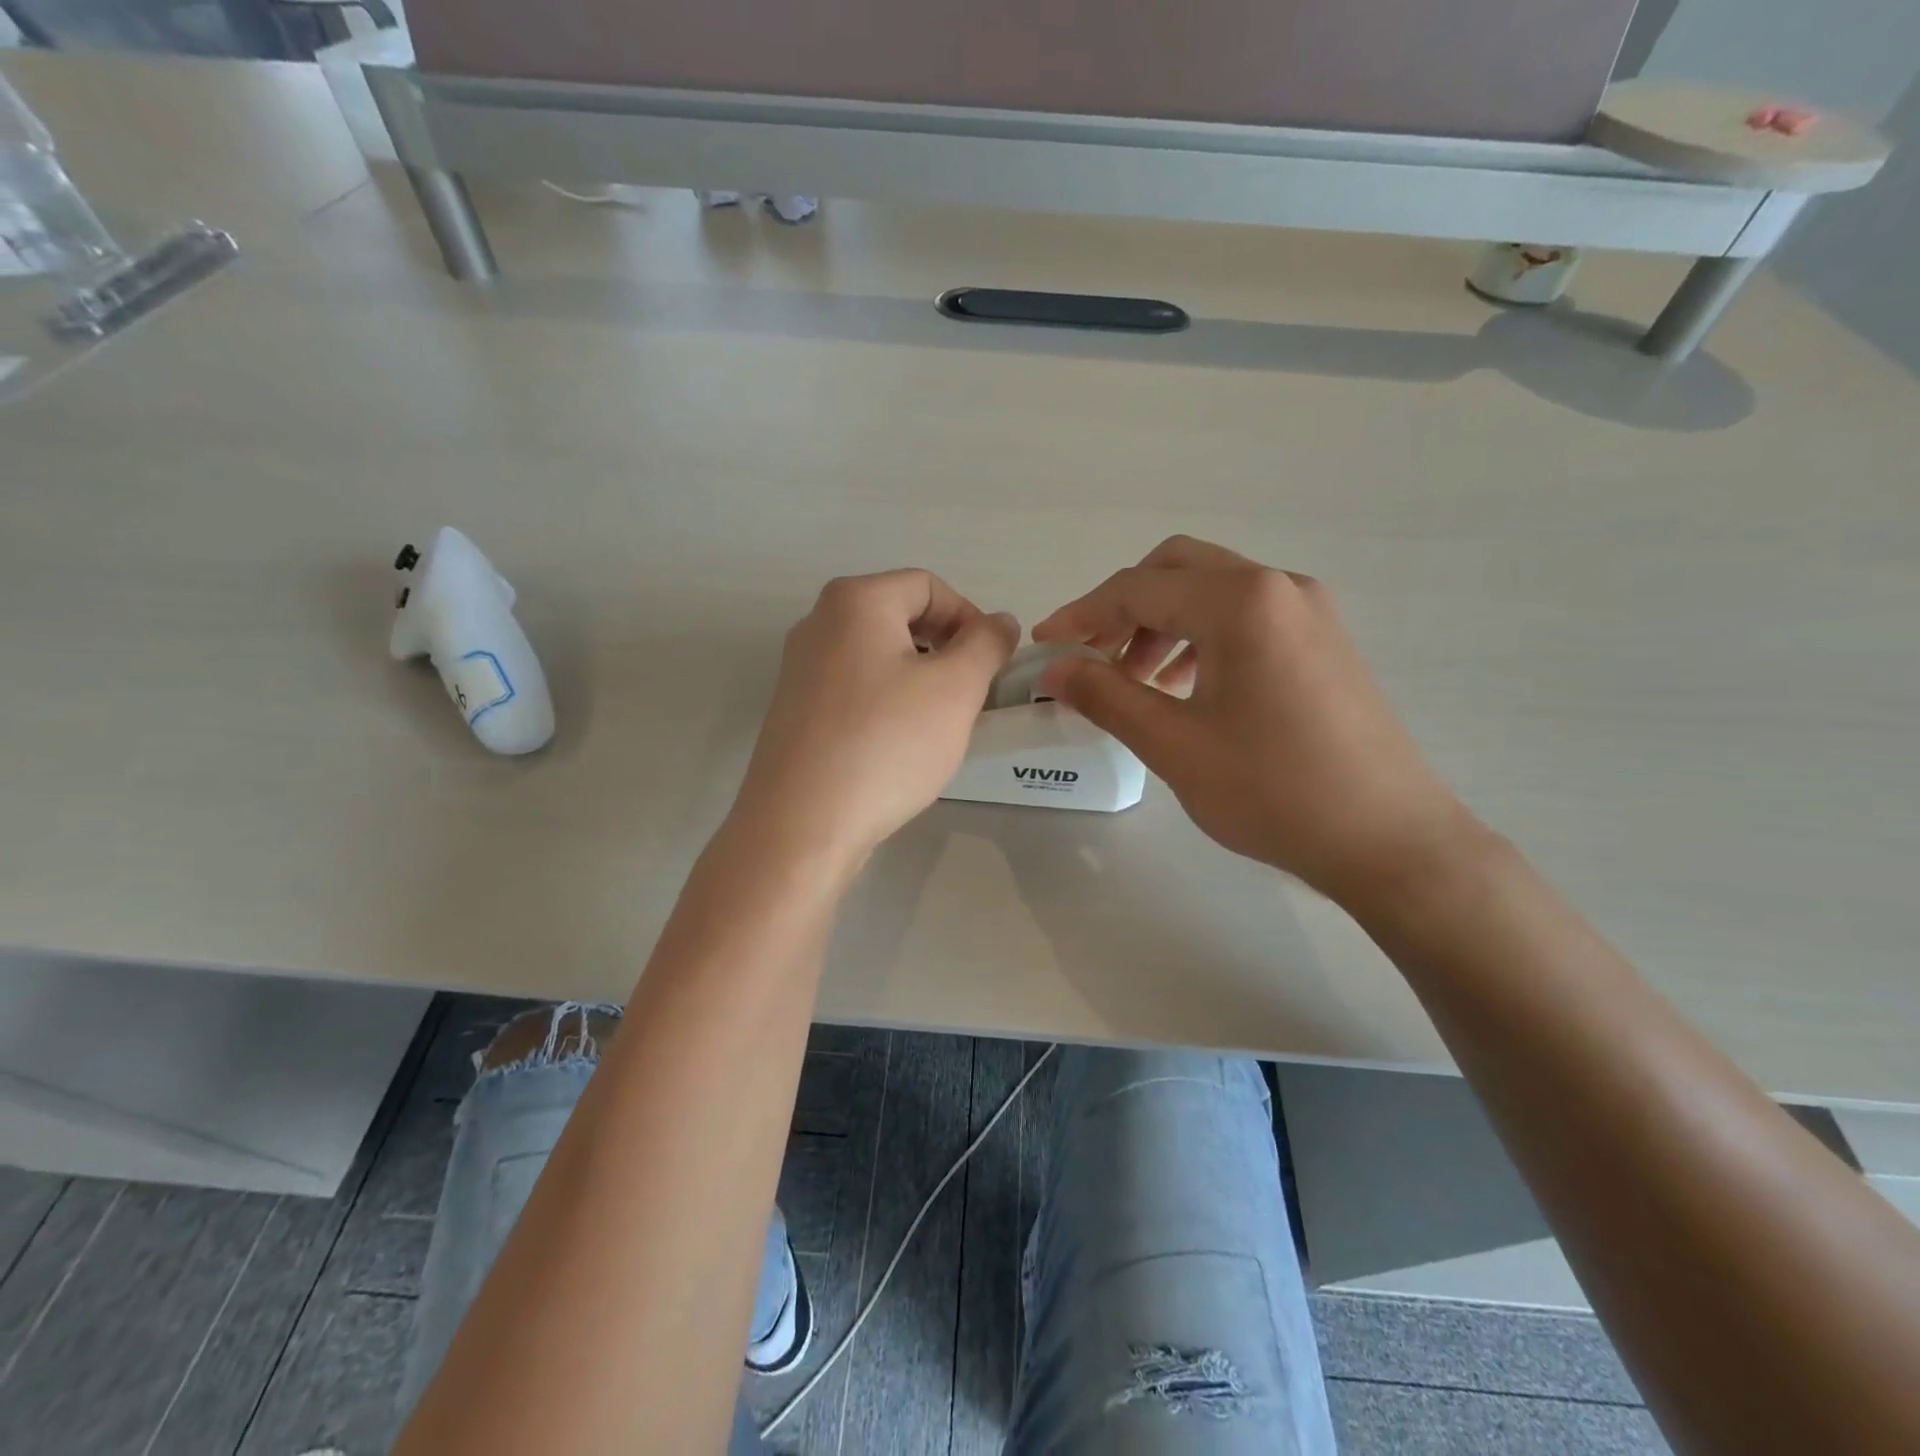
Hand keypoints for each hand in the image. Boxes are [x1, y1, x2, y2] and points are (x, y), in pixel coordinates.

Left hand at [733, 571, 1017, 869]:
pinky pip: (855, 689)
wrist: (803, 825)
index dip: (971, 618)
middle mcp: (818, 624)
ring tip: (939, 725)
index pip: (929, 586)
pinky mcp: (795, 711)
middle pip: (901, 617)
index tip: (991, 665)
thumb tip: (999, 622)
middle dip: (946, 650)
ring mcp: (800, 669)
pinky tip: (899, 745)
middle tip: (970, 696)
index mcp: (855, 601)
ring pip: (879, 657)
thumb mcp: (956, 689)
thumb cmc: (886, 744)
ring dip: (920, 680)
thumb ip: (987, 644)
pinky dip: (887, 703)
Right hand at [1033, 536, 1474, 901]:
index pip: (1138, 588)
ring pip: (1211, 590)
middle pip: (1176, 569)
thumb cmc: (1274, 792)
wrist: (1388, 840)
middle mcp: (1277, 586)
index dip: (1081, 615)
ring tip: (1134, 680)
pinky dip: (1200, 636)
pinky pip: (1244, 616)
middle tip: (1090, 657)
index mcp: (1241, 602)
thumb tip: (1053, 670)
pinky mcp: (1322, 638)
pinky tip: (1184, 687)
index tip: (1043, 647)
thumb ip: (1106, 697)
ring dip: (1161, 622)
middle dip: (1122, 608)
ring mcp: (1308, 610)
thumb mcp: (1174, 746)